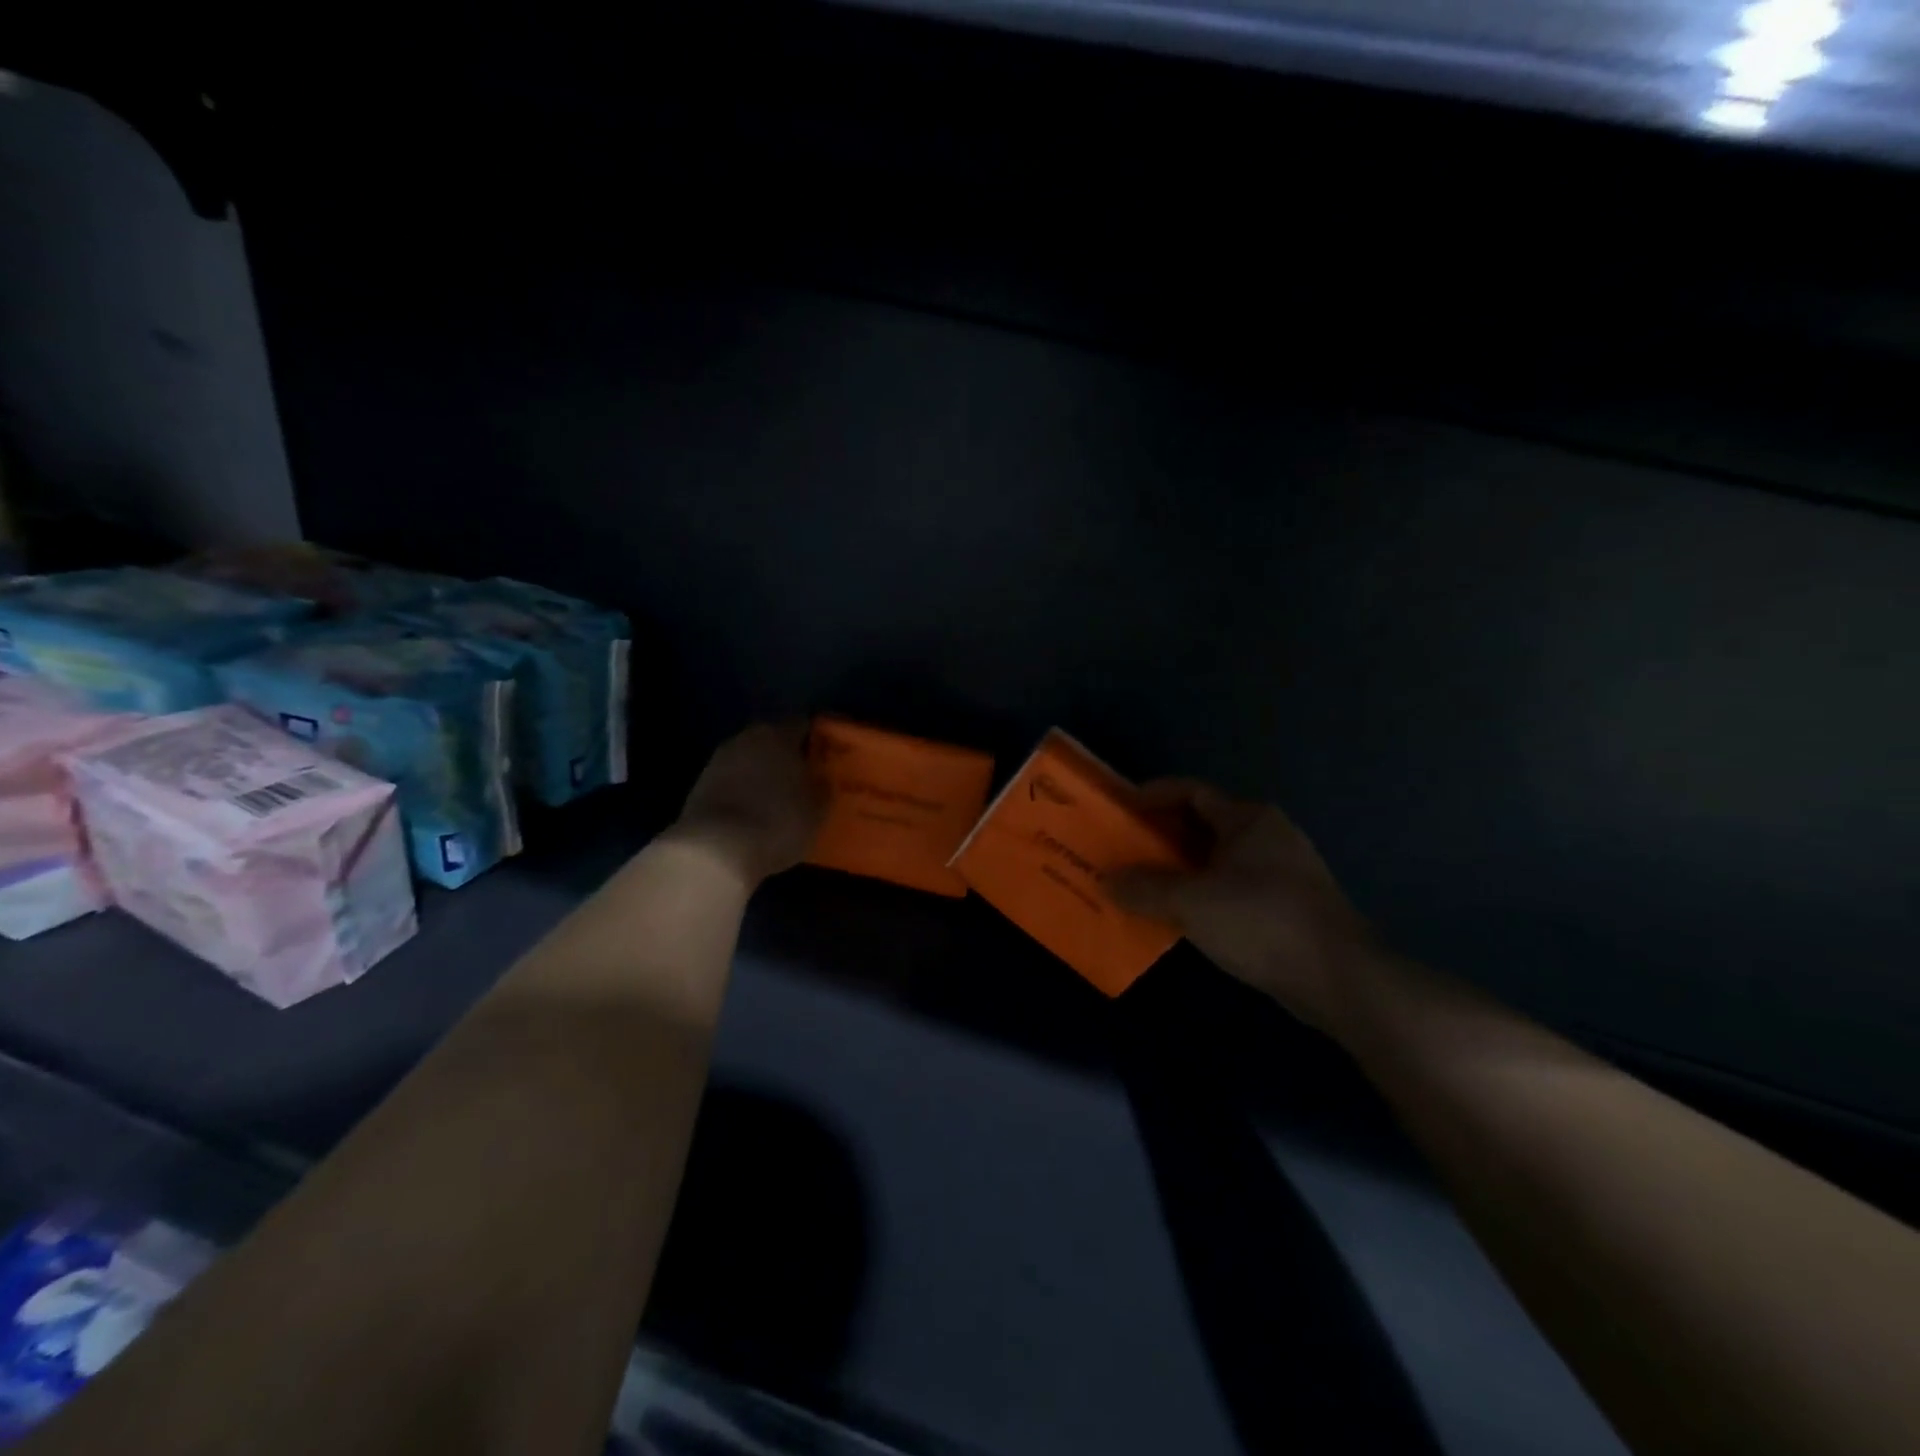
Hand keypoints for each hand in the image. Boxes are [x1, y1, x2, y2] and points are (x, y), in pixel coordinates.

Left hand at [669, 722, 825, 885]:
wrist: (716, 850)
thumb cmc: (778, 822)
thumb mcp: (817, 811)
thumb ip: (822, 788)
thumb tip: (821, 780)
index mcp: (779, 735)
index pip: (803, 724)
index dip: (816, 739)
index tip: (827, 756)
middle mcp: (747, 739)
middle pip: (772, 739)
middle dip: (787, 755)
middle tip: (804, 778)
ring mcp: (719, 761)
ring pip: (749, 760)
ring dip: (762, 773)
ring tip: (778, 798)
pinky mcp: (699, 786)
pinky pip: (732, 781)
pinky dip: (743, 791)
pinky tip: (753, 812)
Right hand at [1113, 780, 1375, 1032]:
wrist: (1339, 977)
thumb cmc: (1261, 921)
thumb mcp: (1191, 902)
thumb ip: (1145, 888)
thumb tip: (1106, 880)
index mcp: (1248, 819)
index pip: (1192, 792)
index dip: (1154, 796)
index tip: (1122, 810)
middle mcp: (1268, 836)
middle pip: (1204, 824)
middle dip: (1162, 837)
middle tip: (1125, 850)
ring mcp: (1283, 872)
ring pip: (1219, 859)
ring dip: (1181, 869)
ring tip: (1144, 885)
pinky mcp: (1288, 906)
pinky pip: (1233, 888)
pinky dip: (1204, 894)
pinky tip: (1182, 917)